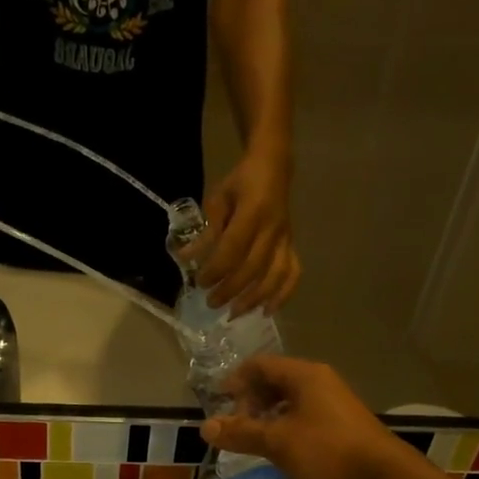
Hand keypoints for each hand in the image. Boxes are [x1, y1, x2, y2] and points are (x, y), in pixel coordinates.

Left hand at [192, 157, 299, 314]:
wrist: (273, 166)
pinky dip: (283, 295)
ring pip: (274, 275)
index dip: (216, 269)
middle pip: (253, 268)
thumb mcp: (218, 199)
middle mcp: (273, 229)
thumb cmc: (241, 182)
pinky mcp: (292, 245)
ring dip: (254, 298)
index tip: (200, 282)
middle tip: (211, 303)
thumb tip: (184, 258)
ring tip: (234, 313)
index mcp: (253, 213)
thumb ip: (206, 231)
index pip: (233, 249)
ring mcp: (285, 239)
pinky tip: (268, 311)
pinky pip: (293, 273)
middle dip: (231, 289)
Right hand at [200, 356, 409, 478]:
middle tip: (235, 426)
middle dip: (250, 402)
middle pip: (275, 382)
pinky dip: (285, 430)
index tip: (218, 401)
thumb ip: (240, 433)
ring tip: (252, 441)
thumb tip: (205, 428)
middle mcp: (320, 384)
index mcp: (305, 376)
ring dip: (267, 418)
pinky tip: (278, 452)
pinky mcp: (341, 429)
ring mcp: (333, 406)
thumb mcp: (276, 441)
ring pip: (290, 403)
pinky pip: (304, 420)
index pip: (260, 365)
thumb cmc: (326, 450)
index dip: (236, 380)